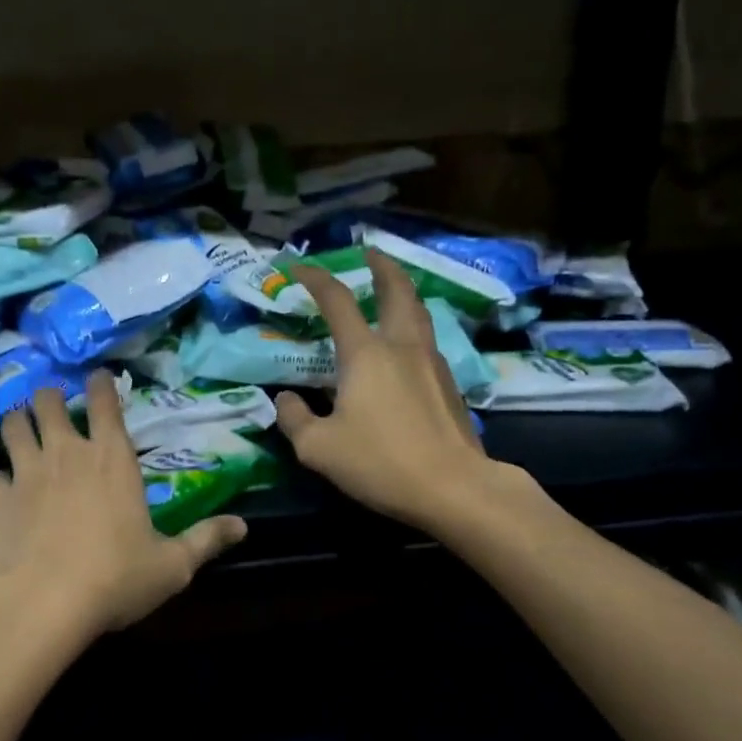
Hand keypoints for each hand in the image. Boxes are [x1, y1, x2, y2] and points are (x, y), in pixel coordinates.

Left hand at [0, 377, 247, 640]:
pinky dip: (0, 477)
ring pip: (14, 425)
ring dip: (19, 422)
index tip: (98, 376)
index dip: (101, 383)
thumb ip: (206, 540)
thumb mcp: (172, 565)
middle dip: (51, 397)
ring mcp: (27, 472)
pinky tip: (4, 490)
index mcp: (111, 457)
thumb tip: (244, 527)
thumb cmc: (114, 578)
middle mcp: (67, 453)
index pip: (105, 400)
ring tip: (24, 428)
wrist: (41, 604)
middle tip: (56, 406)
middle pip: (49, 401)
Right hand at [274, 250, 514, 531]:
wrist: (455, 488)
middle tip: (370, 252)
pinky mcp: (449, 385)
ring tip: (391, 289)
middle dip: (381, 267)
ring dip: (402, 292)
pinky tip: (405, 344)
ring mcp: (431, 363)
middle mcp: (401, 346)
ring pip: (418, 312)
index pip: (336, 300)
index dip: (315, 278)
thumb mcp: (319, 448)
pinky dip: (413, 325)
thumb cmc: (381, 462)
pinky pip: (427, 340)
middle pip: (396, 290)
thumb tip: (286, 400)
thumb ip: (295, 419)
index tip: (299, 267)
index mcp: (365, 353)